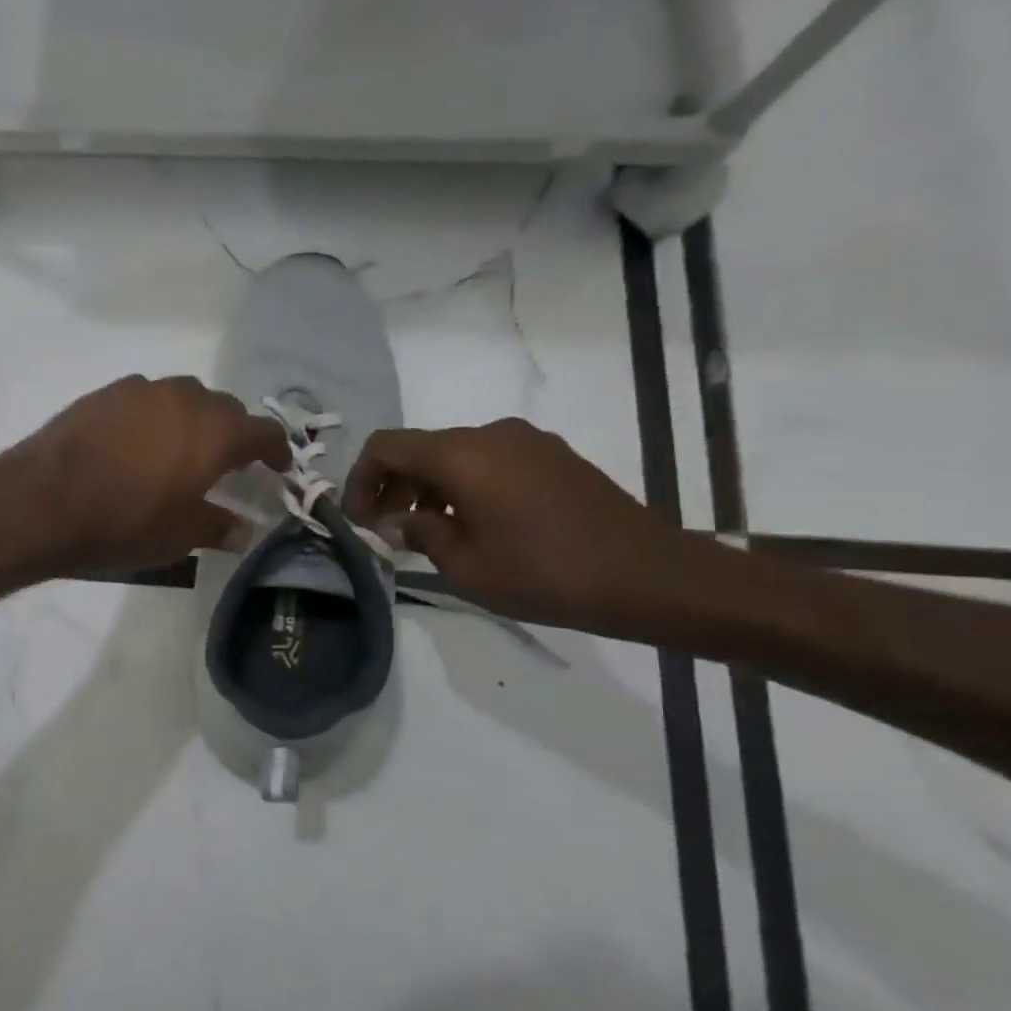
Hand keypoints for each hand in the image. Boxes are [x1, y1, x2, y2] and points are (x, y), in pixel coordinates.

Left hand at [2, 376, 288, 576]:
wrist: (40, 502)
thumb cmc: (121, 524)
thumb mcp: (177, 537)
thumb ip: (216, 527)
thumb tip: (243, 530)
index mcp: (213, 432)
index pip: (263, 431)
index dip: (276, 450)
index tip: (278, 467)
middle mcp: (182, 398)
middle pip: (223, 408)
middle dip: (232, 433)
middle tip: (226, 463)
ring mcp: (138, 391)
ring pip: (181, 397)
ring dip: (190, 420)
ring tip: (179, 450)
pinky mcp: (101, 394)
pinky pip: (142, 400)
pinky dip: (151, 418)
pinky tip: (134, 444)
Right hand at [341, 418, 695, 633]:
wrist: (651, 577)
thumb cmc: (545, 574)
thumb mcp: (465, 566)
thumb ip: (419, 532)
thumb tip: (395, 521)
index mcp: (462, 455)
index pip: (385, 447)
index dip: (360, 480)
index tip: (360, 520)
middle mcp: (491, 434)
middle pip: (419, 447)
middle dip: (392, 486)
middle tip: (389, 530)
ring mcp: (527, 441)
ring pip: (454, 453)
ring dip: (428, 487)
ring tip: (429, 532)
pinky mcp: (553, 456)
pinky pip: (488, 459)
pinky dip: (463, 484)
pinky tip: (474, 524)